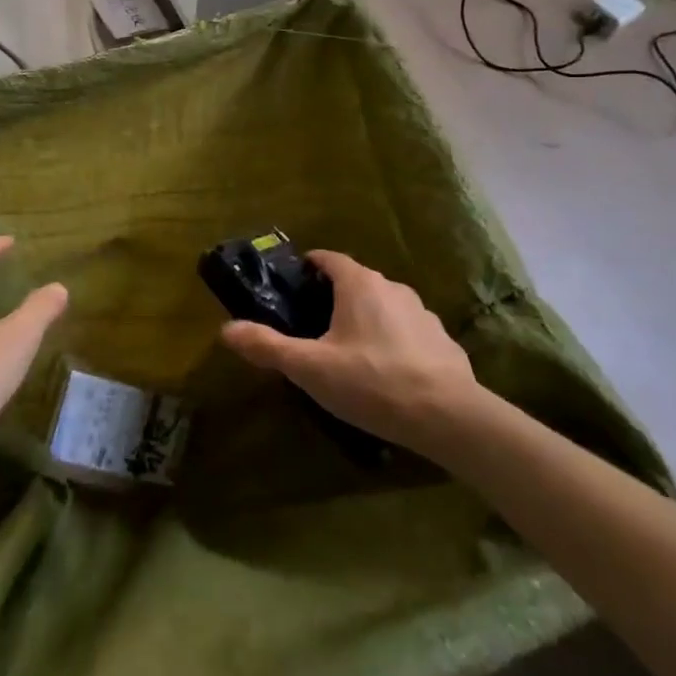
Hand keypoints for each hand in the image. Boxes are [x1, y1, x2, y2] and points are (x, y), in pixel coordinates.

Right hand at [221, 250, 478, 458]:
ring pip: (383, 307)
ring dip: (364, 321)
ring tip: (347, 353)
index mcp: (359, 285)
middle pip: (355, 282)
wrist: (449, 417)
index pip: (329, 259)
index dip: (308, 267)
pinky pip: (407, 333)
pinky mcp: (442, 341)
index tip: (292, 284)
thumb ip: (268, 346)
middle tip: (311, 326)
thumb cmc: (372, 382)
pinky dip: (392, 343)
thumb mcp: (311, 367)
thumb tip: (226, 329)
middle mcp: (392, 288)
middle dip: (333, 298)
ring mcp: (422, 313)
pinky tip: (385, 374)